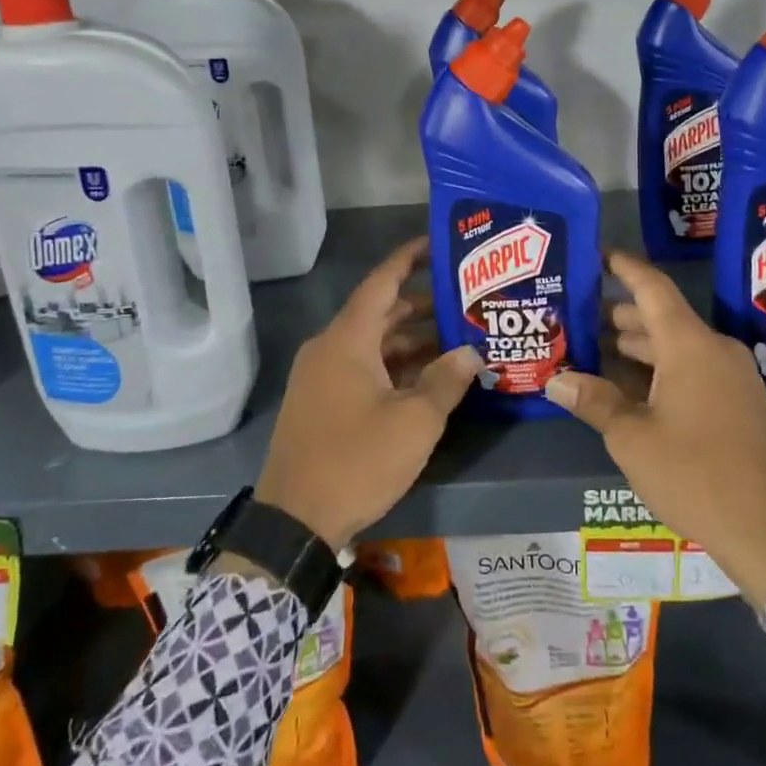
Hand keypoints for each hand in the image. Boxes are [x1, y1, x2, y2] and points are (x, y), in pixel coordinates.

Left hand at [255, 237, 481, 550]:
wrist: (294, 521)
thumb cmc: (357, 460)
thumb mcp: (415, 422)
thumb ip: (446, 380)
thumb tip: (471, 352)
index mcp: (347, 340)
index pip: (381, 282)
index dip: (409, 259)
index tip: (437, 244)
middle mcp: (330, 348)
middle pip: (380, 313)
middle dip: (421, 306)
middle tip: (464, 302)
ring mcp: (321, 376)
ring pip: (372, 344)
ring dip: (410, 341)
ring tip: (456, 341)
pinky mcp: (320, 403)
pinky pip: (361, 368)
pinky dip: (392, 366)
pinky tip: (426, 379)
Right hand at [544, 251, 765, 606]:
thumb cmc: (695, 474)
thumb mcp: (632, 437)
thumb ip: (594, 401)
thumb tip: (555, 379)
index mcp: (690, 345)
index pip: (653, 287)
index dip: (623, 267)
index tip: (596, 254)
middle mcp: (714, 350)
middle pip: (661, 318)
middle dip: (618, 315)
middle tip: (575, 314)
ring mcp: (732, 377)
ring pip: (676, 347)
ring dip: (636, 347)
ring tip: (591, 349)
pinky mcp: (739, 404)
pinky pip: (692, 370)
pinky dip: (658, 370)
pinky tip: (628, 388)